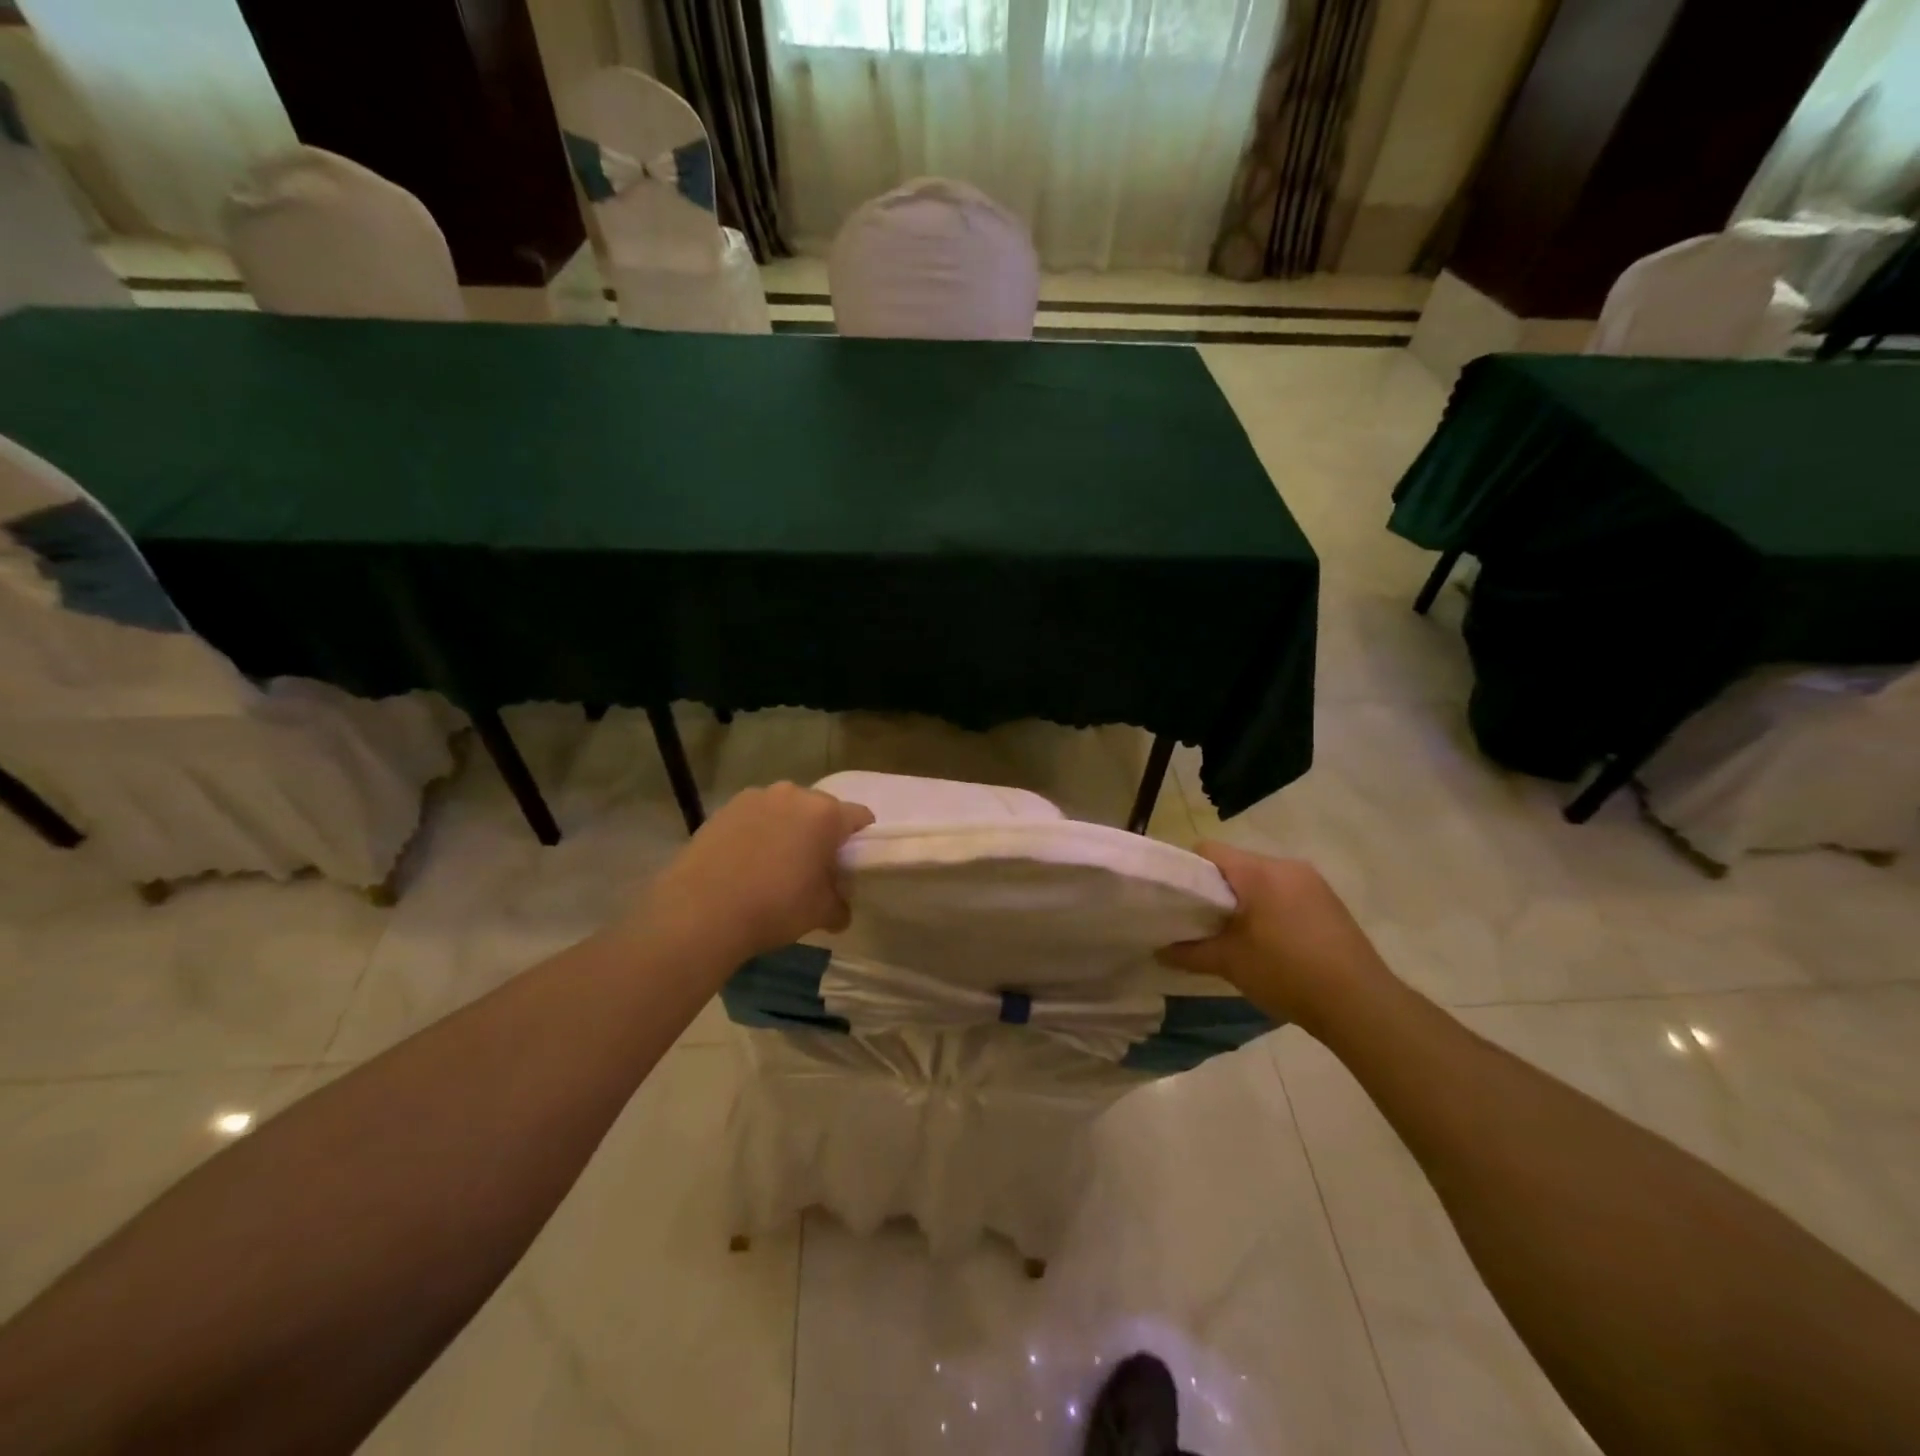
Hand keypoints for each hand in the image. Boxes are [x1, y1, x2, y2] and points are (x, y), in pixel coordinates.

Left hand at [627, 783, 874, 962]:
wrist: (700, 911)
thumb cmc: (774, 907)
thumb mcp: (820, 913)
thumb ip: (839, 905)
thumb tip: (839, 910)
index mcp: (825, 814)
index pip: (860, 817)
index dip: (860, 840)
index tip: (850, 864)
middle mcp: (793, 794)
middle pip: (820, 810)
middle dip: (820, 833)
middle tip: (812, 867)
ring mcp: (754, 798)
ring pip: (784, 810)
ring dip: (787, 830)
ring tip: (773, 865)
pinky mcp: (723, 809)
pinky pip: (753, 817)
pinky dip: (756, 833)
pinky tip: (744, 864)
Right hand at [1158, 842, 1391, 1030]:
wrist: (1360, 1003)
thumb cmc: (1286, 973)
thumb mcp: (1229, 963)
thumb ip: (1189, 952)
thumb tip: (1159, 950)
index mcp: (1258, 872)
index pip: (1209, 850)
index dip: (1188, 870)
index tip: (1180, 900)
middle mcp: (1285, 866)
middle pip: (1237, 864)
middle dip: (1218, 889)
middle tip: (1206, 922)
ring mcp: (1312, 882)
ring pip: (1263, 878)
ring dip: (1246, 899)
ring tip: (1238, 935)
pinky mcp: (1330, 901)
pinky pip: (1286, 892)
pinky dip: (1271, 908)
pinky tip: (1272, 942)